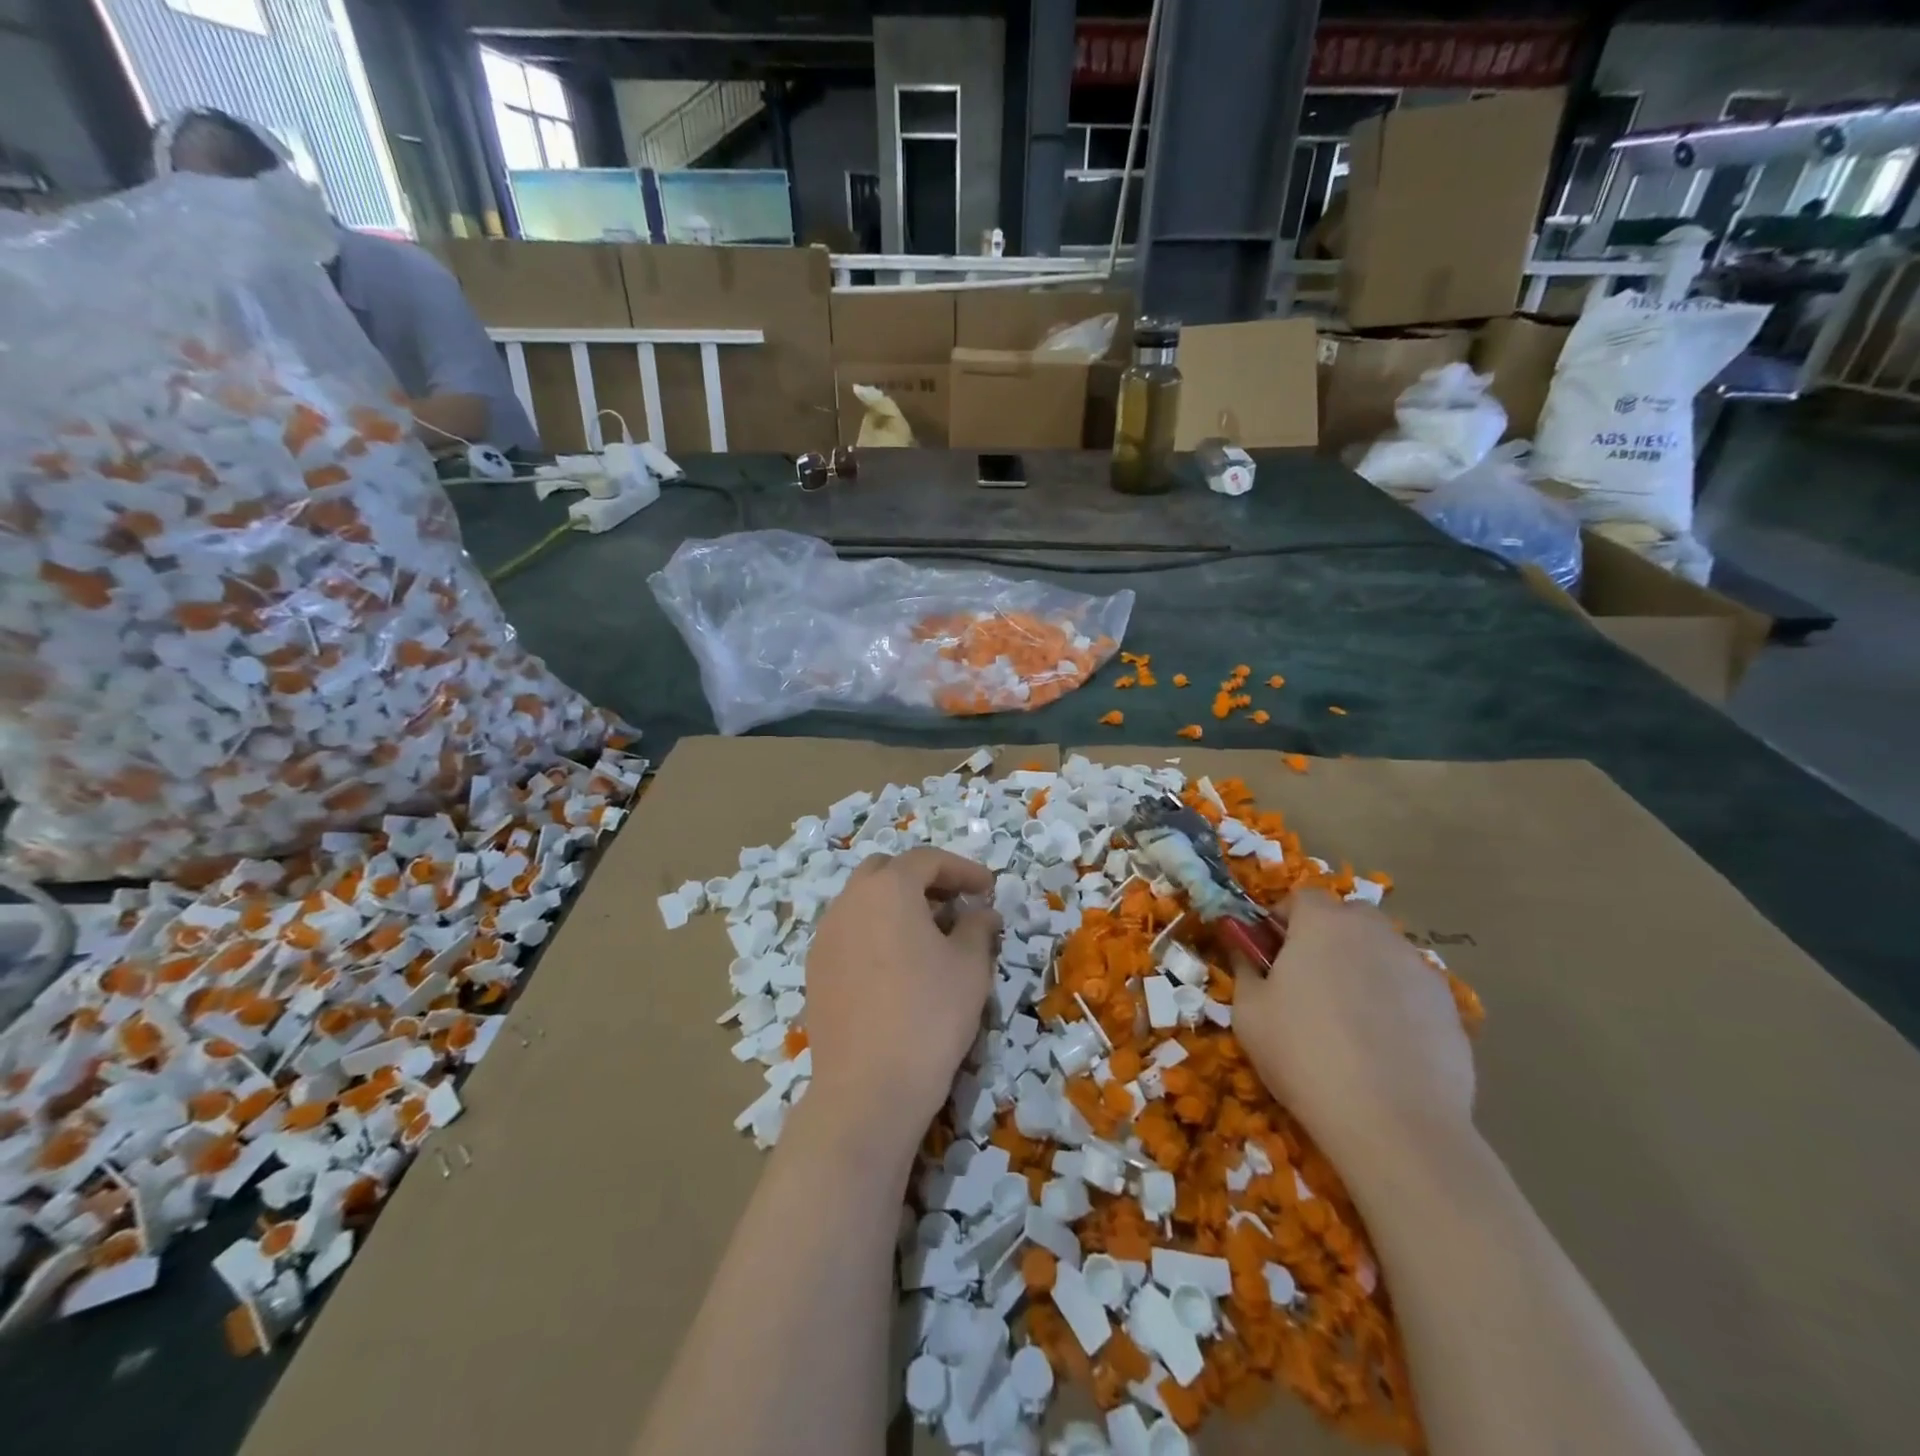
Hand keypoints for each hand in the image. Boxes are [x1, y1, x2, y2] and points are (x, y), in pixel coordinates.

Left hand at [802, 847, 999, 1157]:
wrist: (869, 1086)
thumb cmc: (929, 1014)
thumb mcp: (970, 966)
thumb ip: (977, 926)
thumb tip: (981, 912)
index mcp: (888, 889)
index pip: (927, 860)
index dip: (962, 869)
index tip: (988, 889)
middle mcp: (849, 901)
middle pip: (887, 871)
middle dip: (923, 879)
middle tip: (954, 904)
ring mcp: (826, 936)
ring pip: (863, 901)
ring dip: (896, 905)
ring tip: (928, 935)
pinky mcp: (816, 970)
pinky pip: (849, 933)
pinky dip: (875, 932)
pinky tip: (897, 966)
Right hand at [1234, 889, 1474, 1169]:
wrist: (1394, 1124)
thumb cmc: (1304, 1055)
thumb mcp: (1249, 1012)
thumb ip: (1245, 968)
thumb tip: (1244, 949)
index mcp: (1324, 924)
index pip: (1301, 897)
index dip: (1283, 920)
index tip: (1270, 953)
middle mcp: (1375, 933)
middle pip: (1347, 919)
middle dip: (1326, 939)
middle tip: (1307, 983)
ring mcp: (1419, 968)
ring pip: (1382, 953)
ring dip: (1362, 970)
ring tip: (1348, 1021)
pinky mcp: (1450, 1008)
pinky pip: (1410, 990)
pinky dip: (1395, 1004)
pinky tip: (1384, 1048)